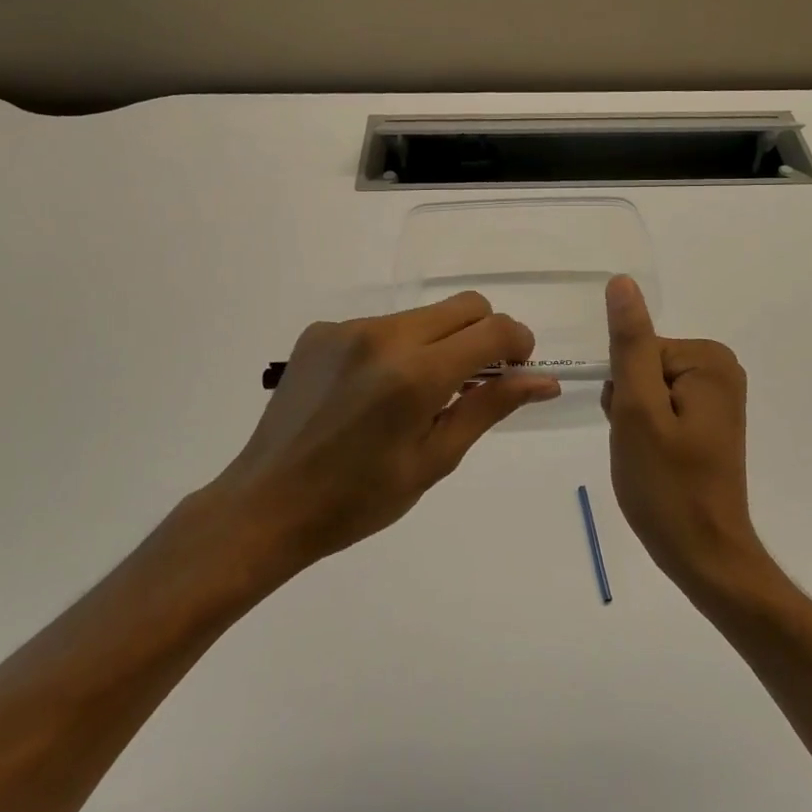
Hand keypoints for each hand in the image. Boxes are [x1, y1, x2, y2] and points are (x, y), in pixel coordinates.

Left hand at [208, 292, 559, 572]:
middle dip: (484, 335)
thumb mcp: (435, 459)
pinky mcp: (320, 331)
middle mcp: (383, 335)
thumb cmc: (359, 499)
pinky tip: (372, 392)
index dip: (519, 343)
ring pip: (423, 315)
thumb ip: (490, 407)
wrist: (267, 505)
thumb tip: (544, 381)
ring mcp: (347, 328)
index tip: (516, 371)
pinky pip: (381, 326)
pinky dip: (396, 349)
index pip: (493, 329)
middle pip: (464, 306)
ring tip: (415, 395)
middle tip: (473, 382)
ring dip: (439, 343)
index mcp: (416, 374)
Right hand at [601, 275, 766, 595]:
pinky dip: (649, 431)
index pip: (637, 350)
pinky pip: (661, 406)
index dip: (624, 391)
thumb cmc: (667, 485)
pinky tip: (657, 460)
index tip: (635, 428)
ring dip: (635, 420)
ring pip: (647, 388)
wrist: (704, 553)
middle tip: (641, 446)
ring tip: (649, 456)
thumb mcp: (638, 410)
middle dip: (629, 404)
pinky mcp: (710, 419)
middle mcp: (720, 368)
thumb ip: (629, 344)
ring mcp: (718, 395)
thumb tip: (622, 282)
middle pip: (644, 366)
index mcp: (708, 360)